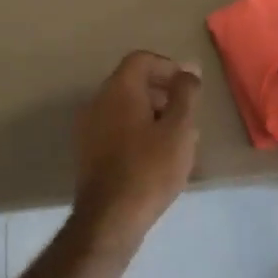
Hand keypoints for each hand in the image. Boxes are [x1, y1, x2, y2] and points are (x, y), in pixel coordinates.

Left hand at [71, 51, 201, 253]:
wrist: (110, 218)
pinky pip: (116, 126)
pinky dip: (137, 130)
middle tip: (187, 113)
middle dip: (162, 91)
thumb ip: (186, 94)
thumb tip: (188, 71)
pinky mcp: (88, 151)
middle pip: (132, 81)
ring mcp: (89, 126)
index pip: (142, 59)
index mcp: (119, 89)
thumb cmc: (150, 168)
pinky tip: (155, 155)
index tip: (189, 87)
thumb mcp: (179, 128)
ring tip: (176, 138)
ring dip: (151, 113)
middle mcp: (98, 100)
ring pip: (124, 106)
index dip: (168, 67)